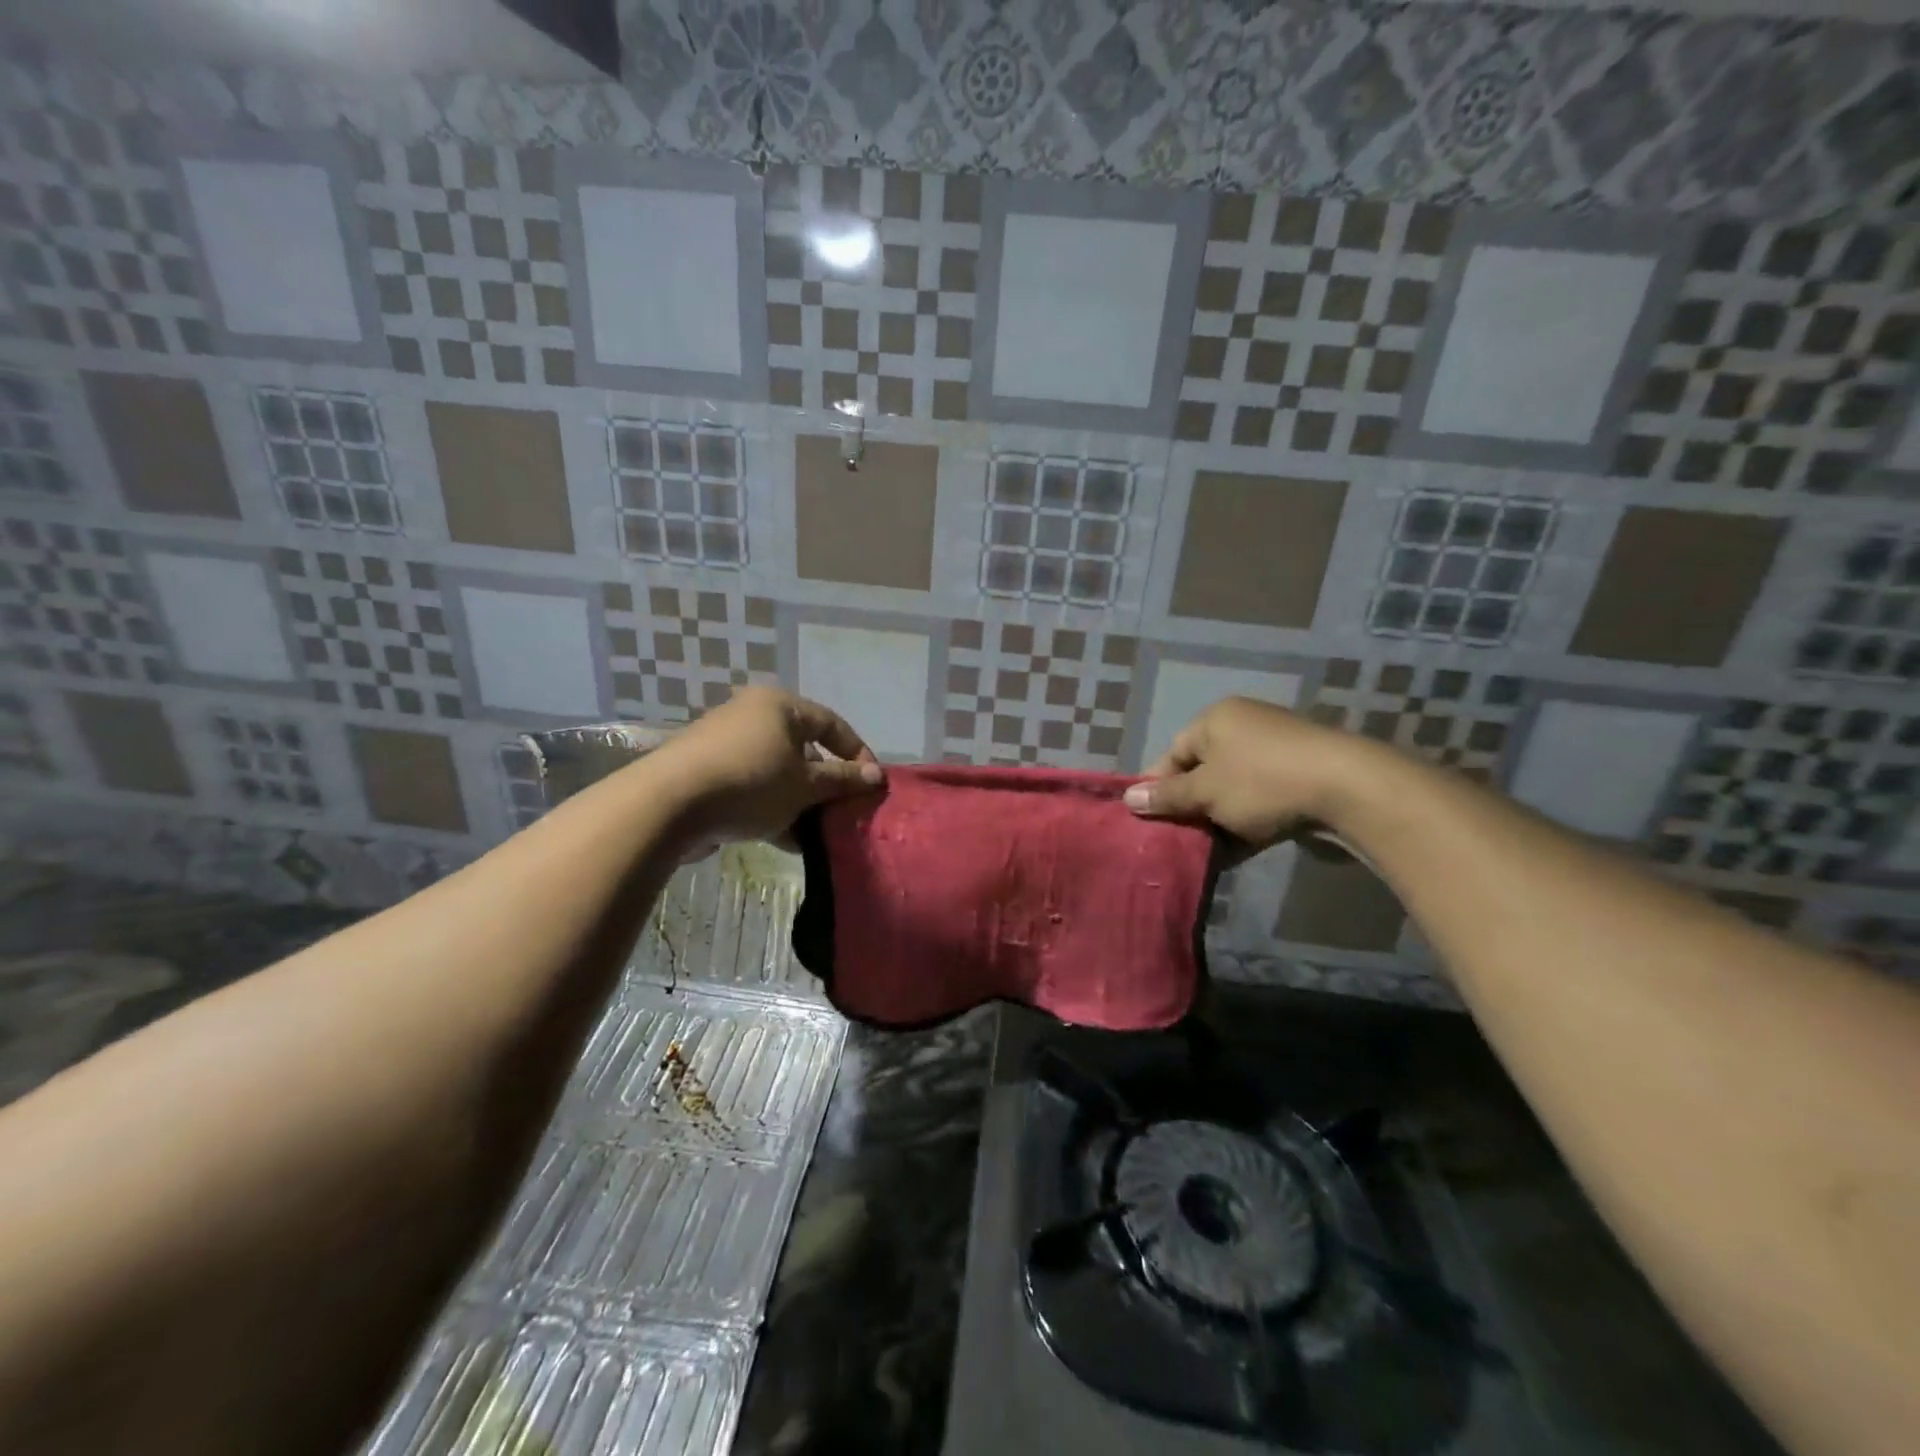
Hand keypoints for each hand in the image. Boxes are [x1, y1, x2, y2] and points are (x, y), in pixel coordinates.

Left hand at [651, 686, 883, 844]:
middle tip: (843, 812)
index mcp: (780, 706)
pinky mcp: (708, 773)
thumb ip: (843, 780)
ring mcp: (727, 745)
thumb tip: (877, 776)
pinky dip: (773, 810)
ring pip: (778, 774)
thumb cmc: (751, 783)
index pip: (832, 724)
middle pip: (804, 750)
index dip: (857, 753)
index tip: (872, 785)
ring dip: (801, 803)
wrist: (668, 805)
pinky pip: (753, 788)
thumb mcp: (805, 785)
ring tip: (818, 834)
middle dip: (826, 785)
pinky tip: (788, 842)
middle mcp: (753, 716)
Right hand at [1122, 697, 1365, 849]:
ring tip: (1205, 853)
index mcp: (1216, 719)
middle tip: (1176, 841)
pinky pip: (1260, 802)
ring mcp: (1276, 753)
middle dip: (1189, 809)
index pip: (1172, 754)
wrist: (1349, 790)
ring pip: (1231, 792)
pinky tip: (1236, 854)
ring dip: (1217, 821)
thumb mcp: (1205, 791)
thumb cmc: (1262, 783)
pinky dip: (1246, 825)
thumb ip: (1167, 797)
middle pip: (1202, 773)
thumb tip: (1129, 798)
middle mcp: (1244, 728)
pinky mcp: (1301, 779)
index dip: (1158, 789)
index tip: (1150, 822)